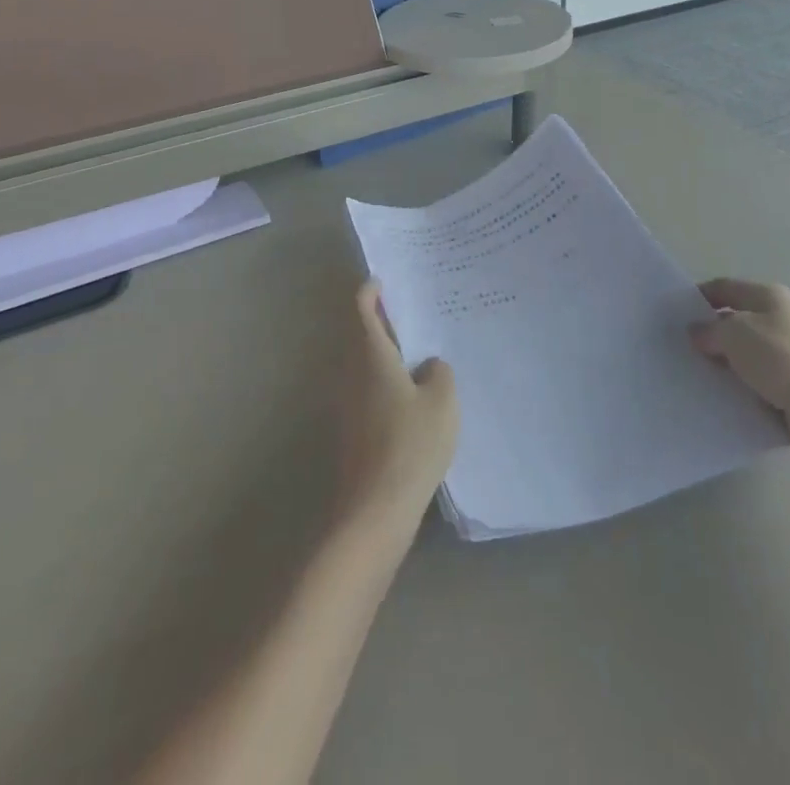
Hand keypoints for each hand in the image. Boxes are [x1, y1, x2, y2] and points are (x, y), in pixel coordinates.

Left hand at [335, 279, 459, 533]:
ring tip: (420, 352)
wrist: (374, 510)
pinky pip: (368, 389)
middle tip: (414, 314)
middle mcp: (351, 371)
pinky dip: (385, 380)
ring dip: (385, 353)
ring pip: (364, 363)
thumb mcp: (442, 402)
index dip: (371, 290)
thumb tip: (428, 366)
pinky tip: (412, 395)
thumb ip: (439, 373)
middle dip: (382, 321)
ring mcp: (347, 402)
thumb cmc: (410, 444)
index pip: (362, 308)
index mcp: (371, 355)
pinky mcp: (352, 429)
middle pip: (361, 334)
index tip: (384, 281)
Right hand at [691, 279, 789, 468]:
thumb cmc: (779, 358)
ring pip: (745, 355)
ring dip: (724, 364)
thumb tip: (698, 333)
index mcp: (770, 297)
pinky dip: (739, 388)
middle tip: (680, 348)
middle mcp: (782, 321)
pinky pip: (757, 383)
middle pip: (736, 321)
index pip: (725, 287)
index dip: (699, 296)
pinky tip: (720, 398)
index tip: (674, 313)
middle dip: (709, 333)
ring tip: (695, 375)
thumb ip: (709, 330)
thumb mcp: (734, 333)